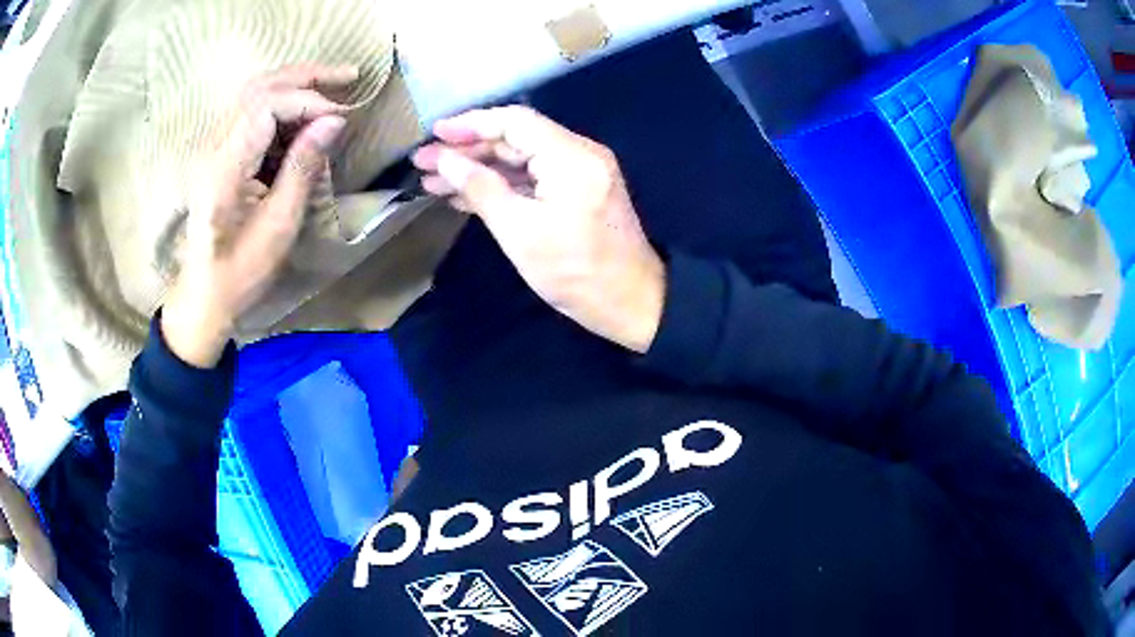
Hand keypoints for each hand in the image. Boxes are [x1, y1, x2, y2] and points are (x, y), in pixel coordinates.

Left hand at [161, 65, 354, 367]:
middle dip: (305, 77)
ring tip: (334, 89)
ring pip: (254, 94)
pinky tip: (306, 119)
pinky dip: (284, 107)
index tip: (342, 117)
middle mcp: (214, 147)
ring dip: (295, 86)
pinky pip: (253, 113)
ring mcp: (214, 148)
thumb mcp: (279, 226)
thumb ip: (304, 167)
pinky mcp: (220, 154)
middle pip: (258, 87)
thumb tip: (335, 120)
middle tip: (348, 77)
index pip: (266, 105)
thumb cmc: (240, 272)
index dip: (308, 101)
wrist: (204, 295)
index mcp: (225, 168)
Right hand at [412, 106, 665, 352]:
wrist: (631, 303)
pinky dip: (500, 185)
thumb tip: (446, 160)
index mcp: (571, 156)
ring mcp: (580, 173)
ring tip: (433, 181)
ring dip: (478, 169)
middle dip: (467, 150)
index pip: (514, 122)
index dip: (471, 124)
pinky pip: (533, 179)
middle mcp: (579, 154)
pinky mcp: (577, 192)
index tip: (435, 133)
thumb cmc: (575, 273)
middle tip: (424, 163)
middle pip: (515, 139)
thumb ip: (481, 188)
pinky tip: (464, 195)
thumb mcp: (520, 232)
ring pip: (520, 160)